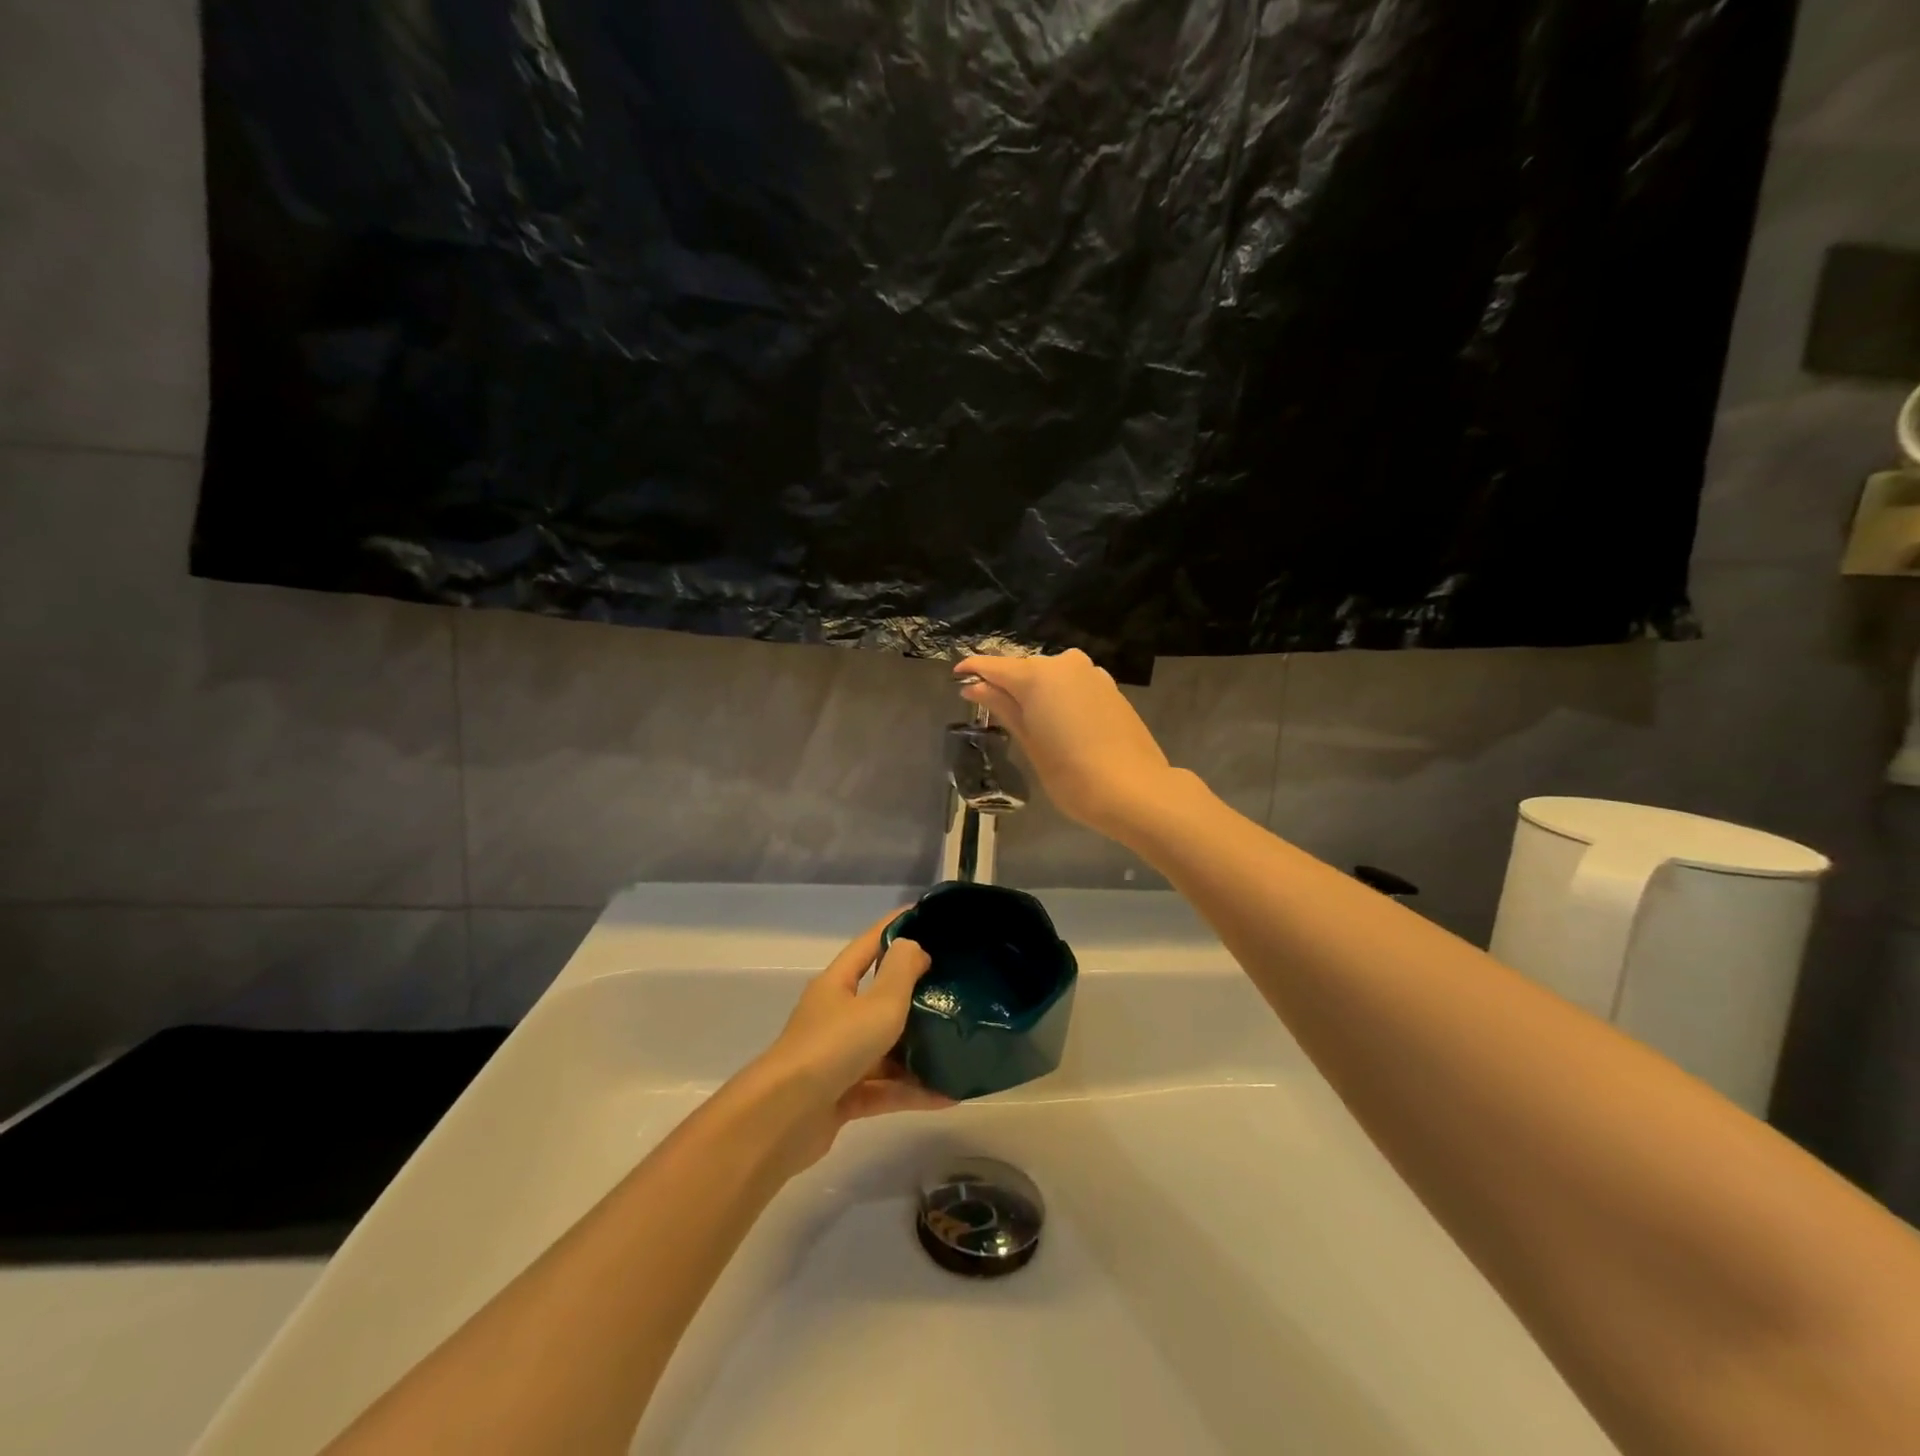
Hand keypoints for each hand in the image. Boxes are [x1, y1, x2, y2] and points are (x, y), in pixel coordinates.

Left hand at [738, 916, 949, 1172]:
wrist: (782, 1119)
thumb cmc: (833, 1048)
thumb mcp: (878, 1004)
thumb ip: (901, 972)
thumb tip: (913, 946)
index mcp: (837, 984)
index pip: (869, 943)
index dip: (896, 926)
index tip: (927, 915)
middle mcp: (835, 1016)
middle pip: (878, 997)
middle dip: (915, 992)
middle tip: (956, 986)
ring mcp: (836, 1058)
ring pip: (884, 1047)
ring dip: (918, 1050)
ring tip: (959, 1047)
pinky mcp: (841, 1097)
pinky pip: (884, 1088)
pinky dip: (911, 1090)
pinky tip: (947, 1096)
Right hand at [955, 649, 1182, 836]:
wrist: (1134, 790)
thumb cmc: (1071, 775)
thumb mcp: (1030, 742)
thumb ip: (1003, 707)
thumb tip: (974, 686)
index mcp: (1038, 676)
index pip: (995, 666)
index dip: (973, 670)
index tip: (956, 678)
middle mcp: (1064, 664)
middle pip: (1024, 668)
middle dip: (1006, 684)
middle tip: (989, 707)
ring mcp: (1092, 674)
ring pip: (1051, 675)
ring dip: (1035, 691)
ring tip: (1025, 719)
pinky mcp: (1110, 688)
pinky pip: (1073, 684)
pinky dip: (1059, 696)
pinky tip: (1058, 722)